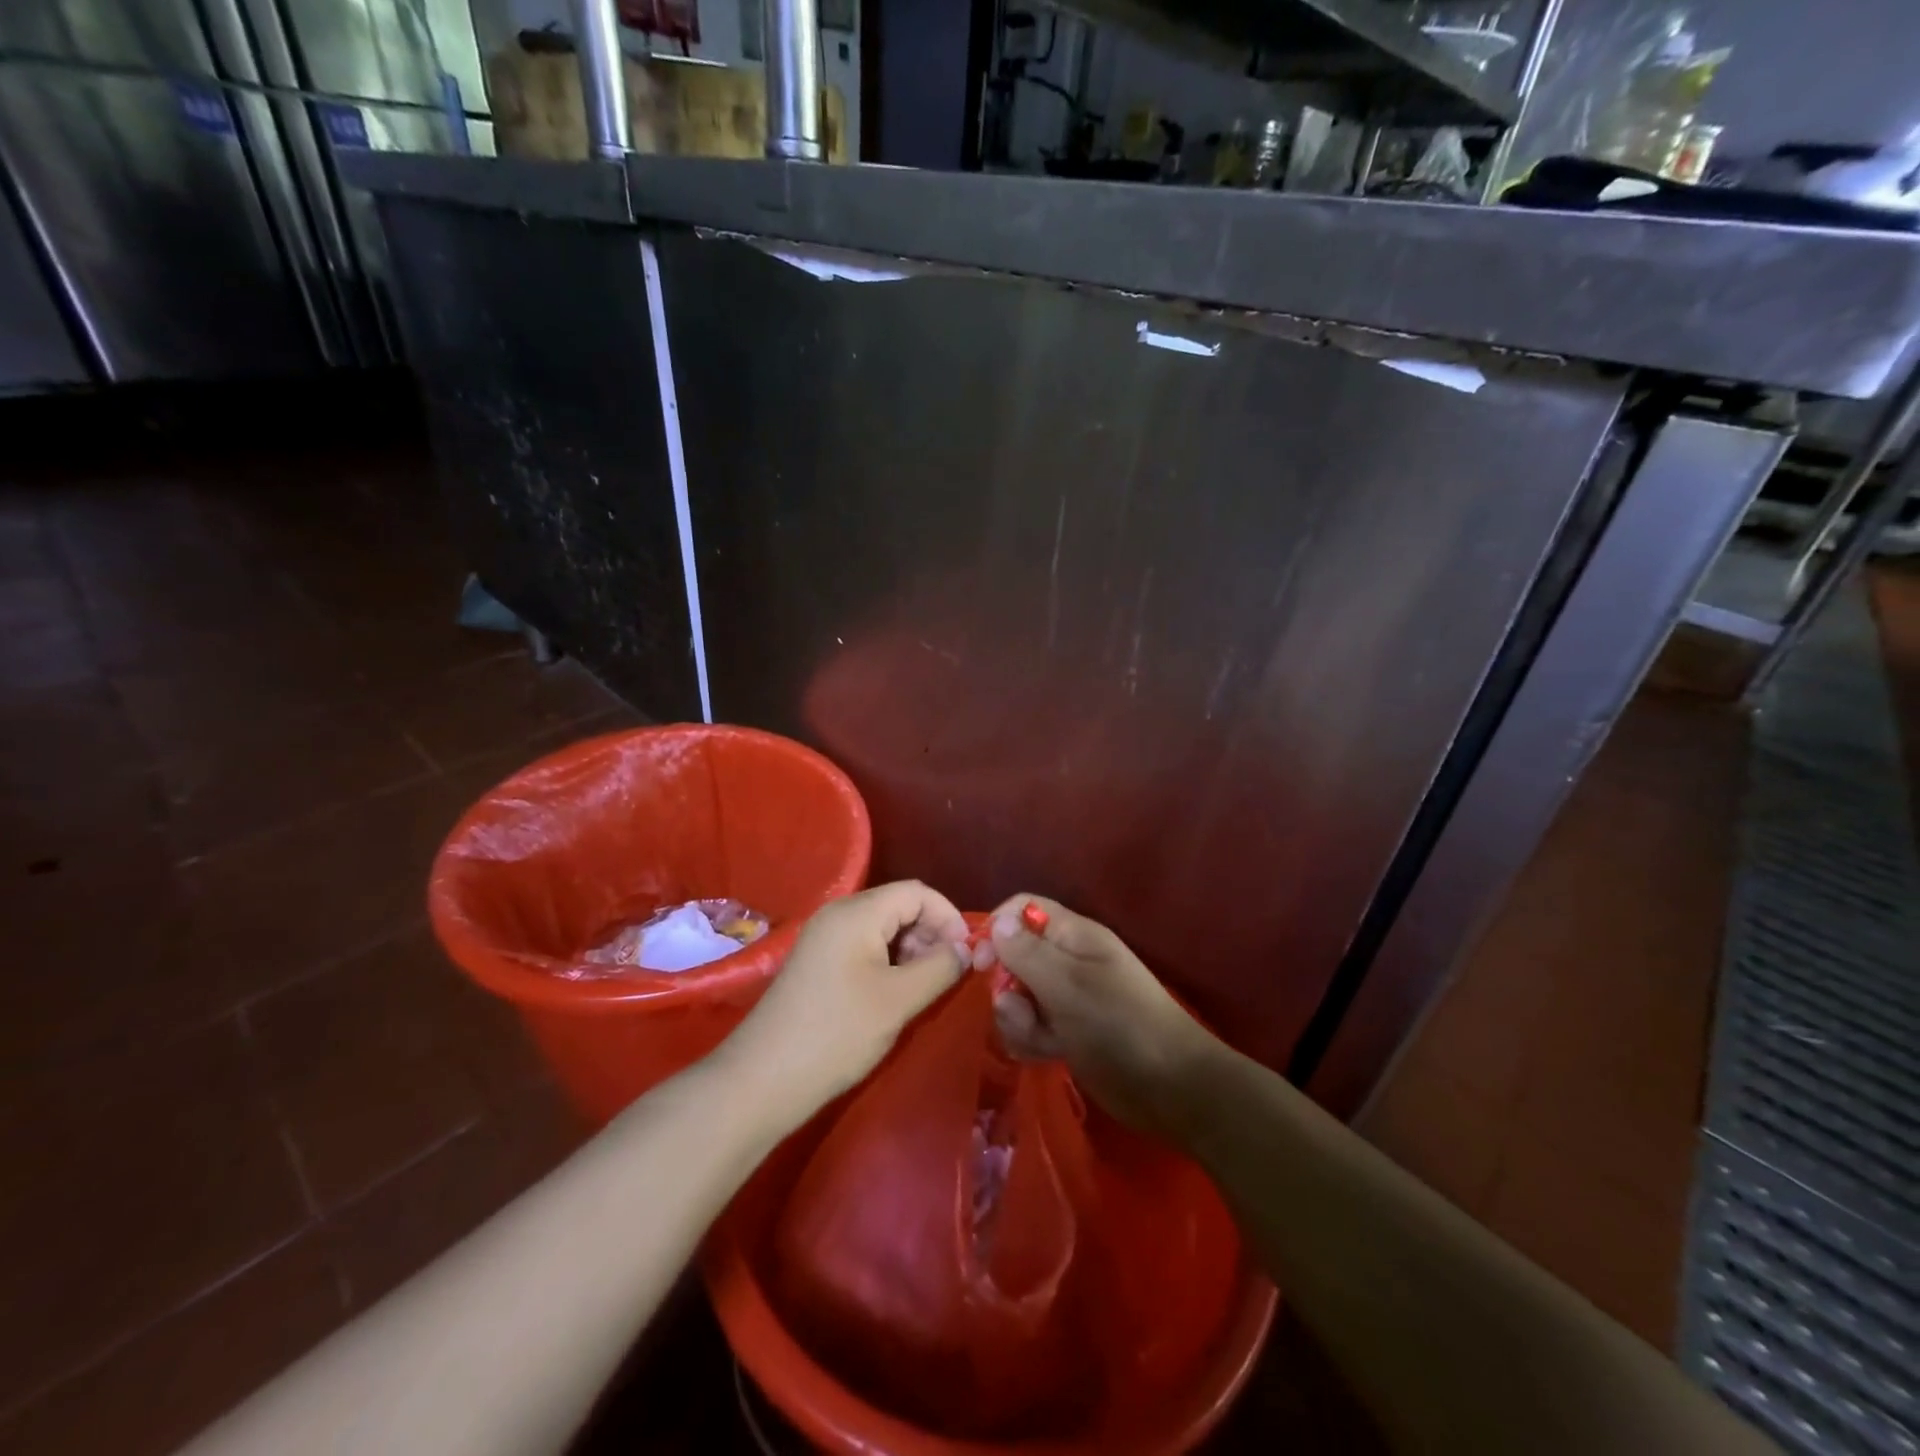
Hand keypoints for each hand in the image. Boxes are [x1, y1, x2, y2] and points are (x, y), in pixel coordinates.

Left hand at [721, 881, 969, 1115]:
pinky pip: (863, 945)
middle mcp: (838, 913)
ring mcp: (824, 937)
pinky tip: (895, 994)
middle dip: (930, 933)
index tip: (968, 954)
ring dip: (911, 950)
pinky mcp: (817, 962)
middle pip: (899, 905)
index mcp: (857, 912)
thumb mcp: (899, 1000)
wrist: (763, 1079)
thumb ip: (940, 967)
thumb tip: (966, 949)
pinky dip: (888, 961)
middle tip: (947, 974)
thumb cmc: (837, 1033)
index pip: (917, 892)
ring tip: (923, 988)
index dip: (949, 917)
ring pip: (883, 927)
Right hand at [982, 895, 1218, 1142]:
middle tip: (1019, 1010)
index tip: (981, 963)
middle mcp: (1068, 961)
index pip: (1024, 910)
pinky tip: (1045, 1055)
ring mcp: (1067, 999)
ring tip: (1041, 1039)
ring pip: (1018, 996)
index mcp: (1074, 936)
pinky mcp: (1067, 1033)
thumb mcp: (1068, 986)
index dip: (998, 928)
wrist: (1171, 1088)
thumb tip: (997, 923)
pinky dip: (1030, 1040)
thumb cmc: (1120, 1025)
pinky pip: (1030, 1027)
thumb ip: (1027, 954)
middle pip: (1014, 957)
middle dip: (1007, 985)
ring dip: (1017, 1019)